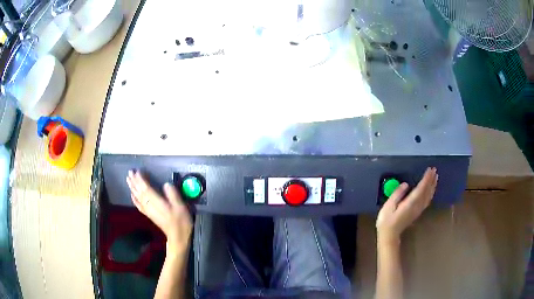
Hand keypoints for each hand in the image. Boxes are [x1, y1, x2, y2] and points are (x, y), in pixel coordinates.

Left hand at [126, 170, 192, 255]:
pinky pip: (138, 204)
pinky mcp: (149, 214)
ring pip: (137, 197)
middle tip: (129, 172)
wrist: (178, 237)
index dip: (141, 179)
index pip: (146, 188)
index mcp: (157, 202)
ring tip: (128, 179)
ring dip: (132, 188)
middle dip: (134, 181)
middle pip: (139, 192)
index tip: (137, 171)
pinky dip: (134, 198)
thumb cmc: (181, 222)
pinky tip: (132, 195)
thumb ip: (173, 195)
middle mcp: (149, 205)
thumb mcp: (181, 207)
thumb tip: (166, 184)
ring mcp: (148, 211)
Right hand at [376, 167, 437, 244]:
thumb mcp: (388, 206)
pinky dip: (430, 193)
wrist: (389, 235)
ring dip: (432, 186)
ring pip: (428, 196)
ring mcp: (418, 209)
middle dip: (431, 180)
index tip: (430, 169)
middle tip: (435, 170)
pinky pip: (427, 200)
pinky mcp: (417, 212)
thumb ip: (397, 194)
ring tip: (435, 177)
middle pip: (427, 191)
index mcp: (410, 203)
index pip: (421, 188)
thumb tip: (405, 184)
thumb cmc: (387, 220)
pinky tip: (431, 190)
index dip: (426, 178)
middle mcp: (417, 205)